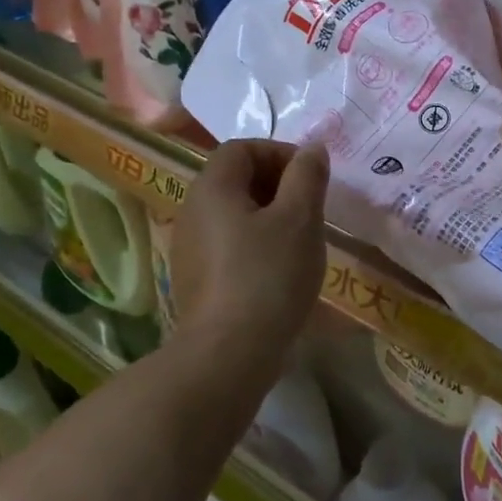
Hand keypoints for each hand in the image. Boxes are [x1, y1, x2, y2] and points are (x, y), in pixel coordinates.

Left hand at [170, 140, 329, 365]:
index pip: (242, 148)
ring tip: (301, 240)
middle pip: (235, 179)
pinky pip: (229, 245)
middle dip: (278, 184)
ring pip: (234, 214)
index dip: (280, 153)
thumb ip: (307, 176)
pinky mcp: (195, 280)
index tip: (311, 177)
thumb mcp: (300, 219)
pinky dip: (256, 244)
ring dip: (269, 216)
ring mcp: (189, 248)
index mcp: (212, 188)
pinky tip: (280, 270)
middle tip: (311, 207)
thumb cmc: (268, 275)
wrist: (229, 352)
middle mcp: (192, 210)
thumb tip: (311, 149)